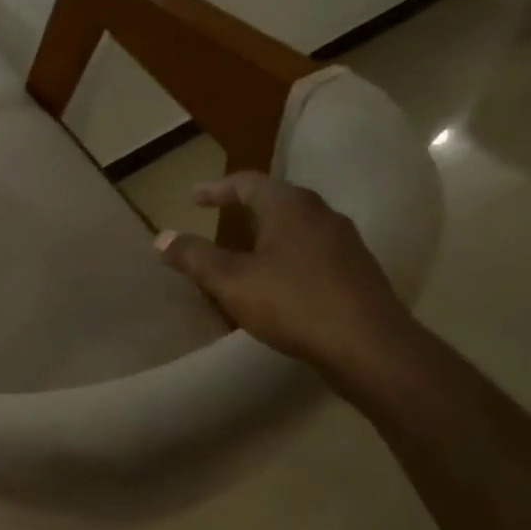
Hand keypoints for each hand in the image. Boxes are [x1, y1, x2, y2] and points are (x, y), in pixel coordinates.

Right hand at [156, 171, 417, 376]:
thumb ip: (195, 257)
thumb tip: (162, 237)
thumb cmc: (293, 303)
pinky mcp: (356, 273)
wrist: (369, 346)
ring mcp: (345, 244)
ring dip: (267, 234)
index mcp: (291, 207)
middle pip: (277, 200)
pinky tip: (276, 282)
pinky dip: (286, 257)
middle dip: (245, 208)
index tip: (192, 198)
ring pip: (297, 228)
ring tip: (244, 252)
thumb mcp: (231, 281)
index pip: (248, 183)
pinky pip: (312, 253)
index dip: (216, 189)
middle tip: (219, 219)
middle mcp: (323, 215)